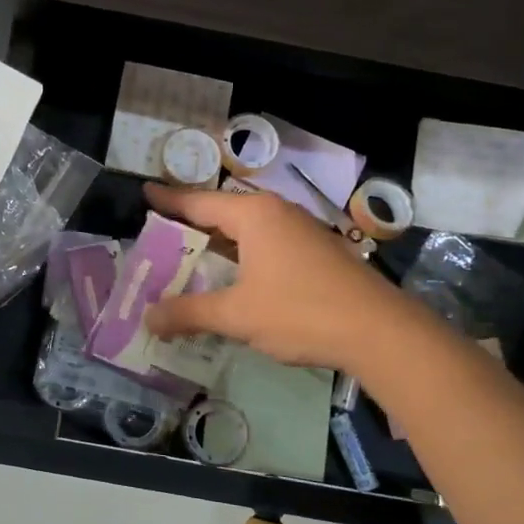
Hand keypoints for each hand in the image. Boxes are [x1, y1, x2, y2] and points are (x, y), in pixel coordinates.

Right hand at [142, 183, 412, 371]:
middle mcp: (277, 213)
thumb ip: (189, 313)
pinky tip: (233, 278)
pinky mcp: (316, 252)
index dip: (169, 200)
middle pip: (223, 212)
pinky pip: (266, 244)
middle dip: (191, 223)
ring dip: (218, 244)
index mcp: (254, 215)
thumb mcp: (236, 315)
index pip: (199, 201)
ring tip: (188, 257)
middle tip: (159, 233)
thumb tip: (148, 318)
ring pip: (247, 230)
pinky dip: (241, 256)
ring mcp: (301, 231)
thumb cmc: (300, 312)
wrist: (379, 331)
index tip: (145, 192)